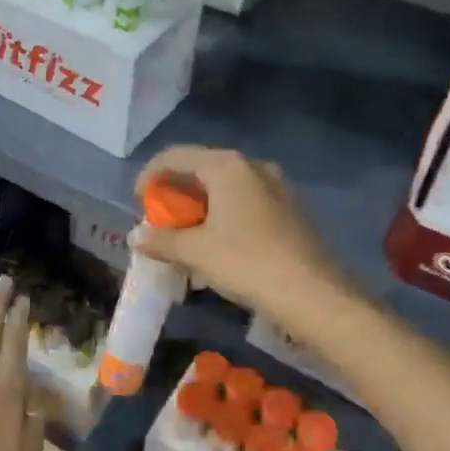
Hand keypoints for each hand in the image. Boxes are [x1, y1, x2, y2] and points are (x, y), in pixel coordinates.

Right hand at [133, 146, 354, 331]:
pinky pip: (246, 201)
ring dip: (201, 204)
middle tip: (161, 218)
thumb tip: (137, 236)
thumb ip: (162, 240)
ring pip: (226, 186)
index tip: (138, 202)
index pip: (176, 156)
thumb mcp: (195, 252)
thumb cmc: (246, 262)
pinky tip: (218, 242)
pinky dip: (224, 213)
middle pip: (202, 168)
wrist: (312, 294)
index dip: (150, 175)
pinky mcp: (290, 208)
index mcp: (226, 166)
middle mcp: (252, 166)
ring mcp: (276, 186)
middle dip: (177, 191)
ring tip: (187, 233)